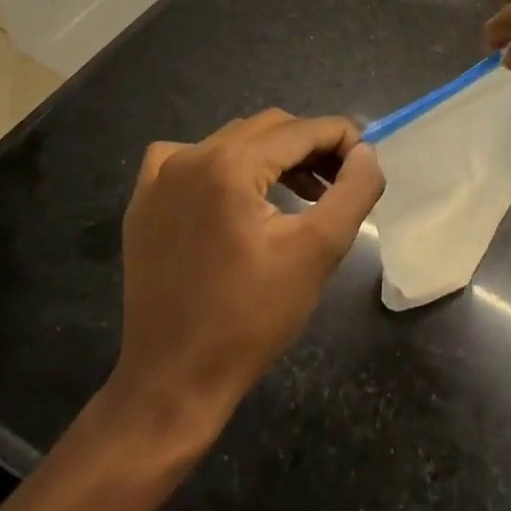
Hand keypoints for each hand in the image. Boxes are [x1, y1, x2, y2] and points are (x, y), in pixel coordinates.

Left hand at [102, 111, 383, 437]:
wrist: (174, 382)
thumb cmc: (252, 318)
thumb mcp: (319, 250)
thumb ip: (354, 190)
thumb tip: (366, 152)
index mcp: (230, 164)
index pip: (303, 130)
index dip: (343, 140)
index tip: (365, 167)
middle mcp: (190, 157)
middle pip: (270, 128)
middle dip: (311, 148)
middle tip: (339, 184)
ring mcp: (159, 179)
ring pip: (234, 141)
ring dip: (274, 157)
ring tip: (302, 194)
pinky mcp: (144, 203)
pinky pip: (190, 158)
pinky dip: (223, 164)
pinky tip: (237, 195)